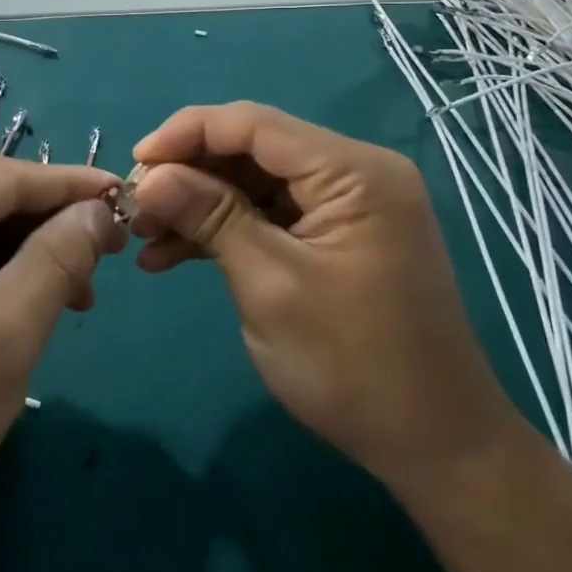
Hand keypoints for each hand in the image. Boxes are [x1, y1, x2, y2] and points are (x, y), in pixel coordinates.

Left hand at [0, 160, 123, 541]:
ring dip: (30, 258)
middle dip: (52, 228)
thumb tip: (98, 211)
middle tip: (111, 257)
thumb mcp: (6, 330)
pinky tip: (32, 309)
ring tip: (79, 296)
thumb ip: (58, 258)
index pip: (9, 179)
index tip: (130, 197)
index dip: (74, 186)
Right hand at [130, 103, 521, 494]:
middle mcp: (354, 173)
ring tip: (144, 239)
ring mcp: (346, 206)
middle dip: (188, 174)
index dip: (186, 133)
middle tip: (135, 209)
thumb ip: (211, 217)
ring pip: (252, 183)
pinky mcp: (334, 236)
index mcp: (353, 171)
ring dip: (198, 206)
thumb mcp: (271, 286)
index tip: (134, 165)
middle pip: (251, 149)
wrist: (436, 447)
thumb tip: (149, 175)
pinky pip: (268, 215)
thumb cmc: (355, 366)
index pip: (253, 124)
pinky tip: (173, 256)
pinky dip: (223, 231)